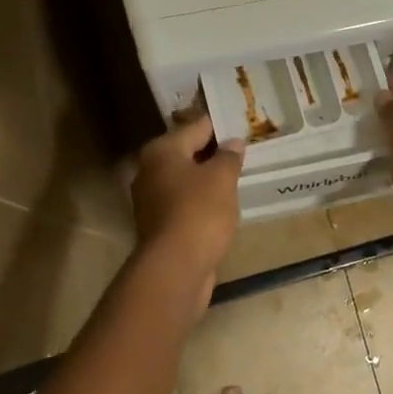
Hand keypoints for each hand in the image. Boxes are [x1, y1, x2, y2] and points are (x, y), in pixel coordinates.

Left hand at [131, 114, 245, 282]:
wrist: (175, 268)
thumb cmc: (199, 212)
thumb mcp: (222, 178)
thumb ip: (229, 156)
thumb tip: (232, 142)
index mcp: (161, 151)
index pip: (195, 127)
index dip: (220, 125)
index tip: (241, 125)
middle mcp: (149, 171)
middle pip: (187, 153)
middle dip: (213, 153)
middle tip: (243, 151)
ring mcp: (150, 200)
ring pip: (185, 180)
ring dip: (206, 179)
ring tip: (236, 178)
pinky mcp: (158, 225)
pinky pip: (184, 203)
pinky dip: (201, 201)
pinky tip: (221, 206)